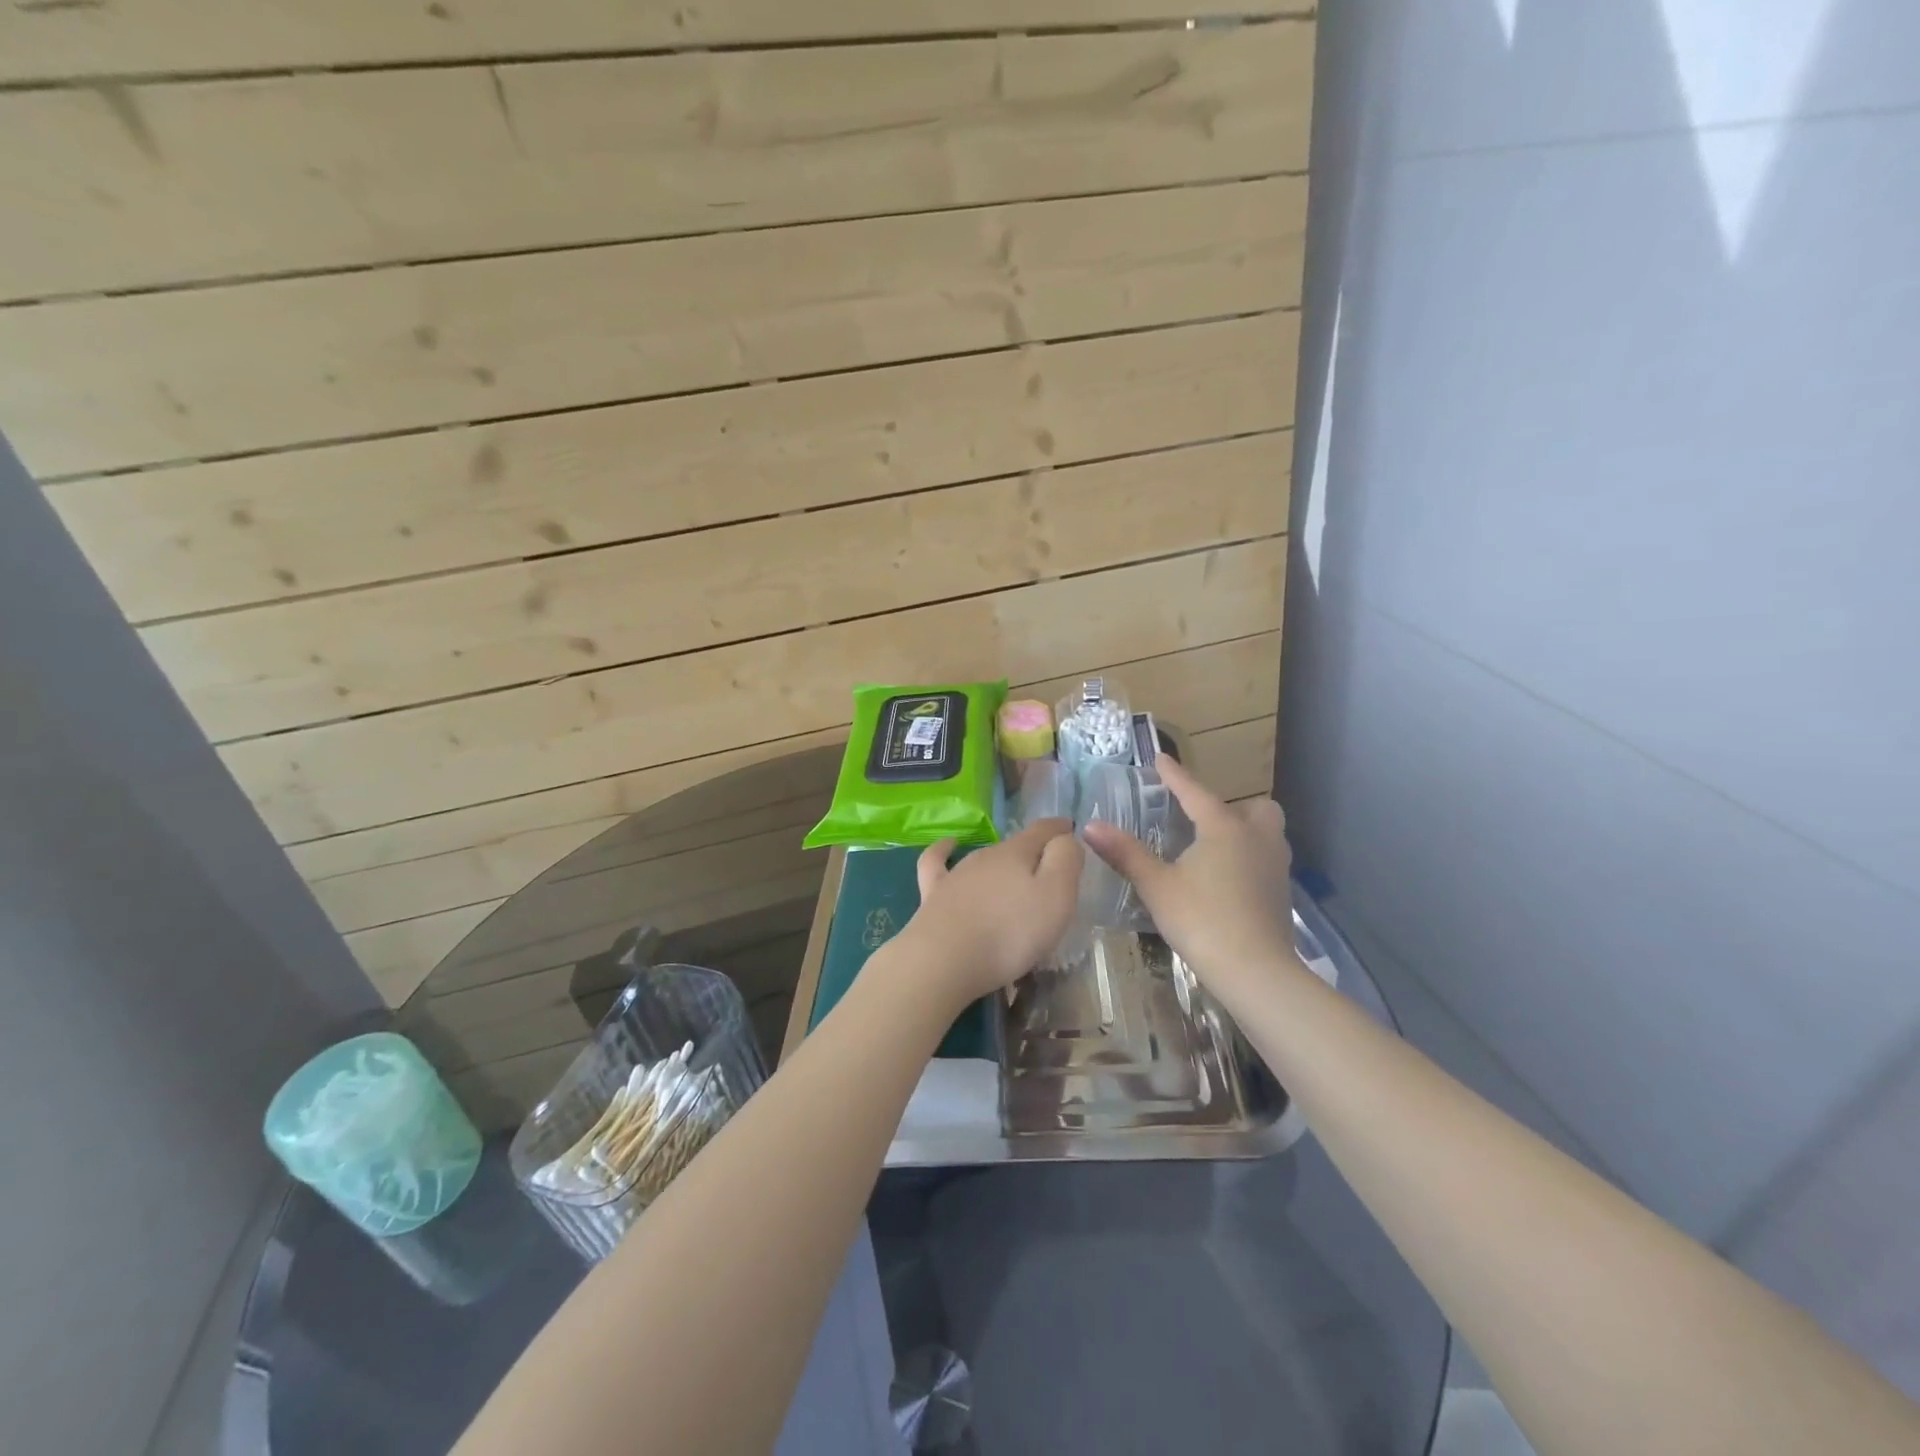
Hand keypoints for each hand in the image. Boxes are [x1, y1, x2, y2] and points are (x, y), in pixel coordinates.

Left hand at [892, 819, 1082, 1004]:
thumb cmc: (1010, 932)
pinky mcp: (933, 894)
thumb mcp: (1056, 896)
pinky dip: (944, 850)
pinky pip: (937, 862)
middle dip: (1034, 853)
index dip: (1060, 828)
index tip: (1070, 828)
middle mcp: (986, 856)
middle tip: (1050, 872)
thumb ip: (1065, 860)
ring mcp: (956, 874)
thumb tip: (1065, 838)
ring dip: (1001, 863)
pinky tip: (948, 845)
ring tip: (1014, 876)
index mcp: (1017, 853)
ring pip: (984, 859)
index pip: (1043, 830)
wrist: (943, 960)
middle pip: (1015, 847)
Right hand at [1083, 758, 1294, 1007]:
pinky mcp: (1282, 893)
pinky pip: (1268, 859)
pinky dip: (1250, 858)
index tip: (1161, 758)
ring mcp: (1276, 866)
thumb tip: (1090, 826)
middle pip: (1254, 808)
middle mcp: (1257, 838)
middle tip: (1202, 821)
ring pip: (1268, 833)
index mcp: (1224, 828)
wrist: (1255, 971)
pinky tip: (1228, 879)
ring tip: (1215, 848)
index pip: (1195, 793)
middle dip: (1231, 807)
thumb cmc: (1202, 920)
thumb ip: (1125, 853)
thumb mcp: (1157, 885)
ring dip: (1246, 831)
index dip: (1175, 775)